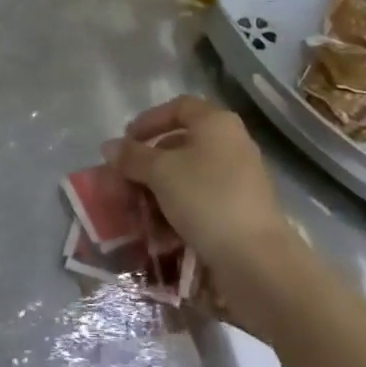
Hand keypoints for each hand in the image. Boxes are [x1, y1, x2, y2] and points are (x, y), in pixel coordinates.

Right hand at [105, 97, 308, 317]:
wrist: (255, 259)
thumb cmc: (206, 199)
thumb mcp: (161, 172)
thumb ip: (133, 157)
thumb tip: (109, 147)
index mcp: (216, 123)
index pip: (178, 107)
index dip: (149, 120)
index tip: (126, 142)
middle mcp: (231, 144)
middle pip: (181, 144)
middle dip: (148, 162)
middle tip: (125, 180)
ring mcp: (239, 179)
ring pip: (189, 176)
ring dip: (159, 191)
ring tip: (136, 211)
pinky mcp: (239, 211)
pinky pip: (200, 201)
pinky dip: (177, 210)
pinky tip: (159, 232)